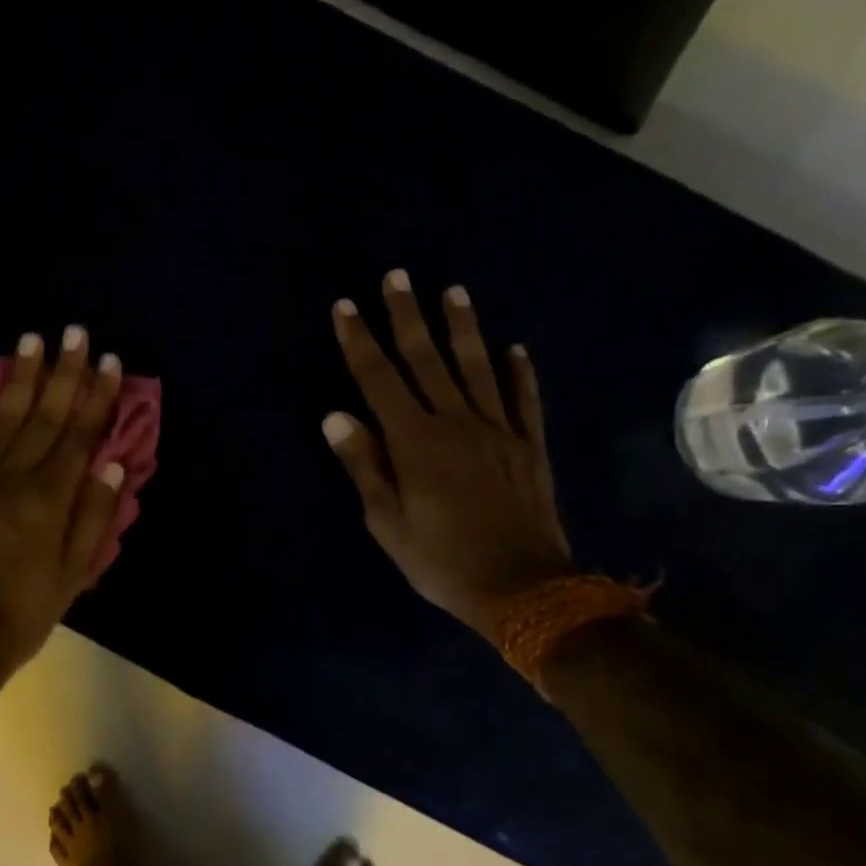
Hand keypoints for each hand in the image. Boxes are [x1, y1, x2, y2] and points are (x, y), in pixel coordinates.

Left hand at [0, 327, 127, 685]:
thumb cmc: (25, 613)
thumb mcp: (73, 574)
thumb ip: (94, 516)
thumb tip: (112, 462)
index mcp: (48, 500)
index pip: (79, 436)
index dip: (96, 397)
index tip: (108, 361)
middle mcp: (11, 479)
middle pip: (42, 416)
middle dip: (61, 372)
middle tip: (73, 331)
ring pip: (1, 419)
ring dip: (18, 378)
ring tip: (30, 341)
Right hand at [324, 272, 575, 638]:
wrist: (522, 588)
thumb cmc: (439, 559)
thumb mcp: (386, 521)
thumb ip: (364, 464)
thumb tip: (335, 415)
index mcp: (415, 441)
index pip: (379, 379)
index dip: (360, 341)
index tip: (346, 307)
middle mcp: (456, 422)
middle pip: (427, 360)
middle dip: (407, 316)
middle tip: (397, 277)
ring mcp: (499, 430)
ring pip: (477, 367)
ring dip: (463, 328)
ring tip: (453, 292)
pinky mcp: (529, 446)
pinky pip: (524, 399)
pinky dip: (519, 372)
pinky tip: (515, 349)